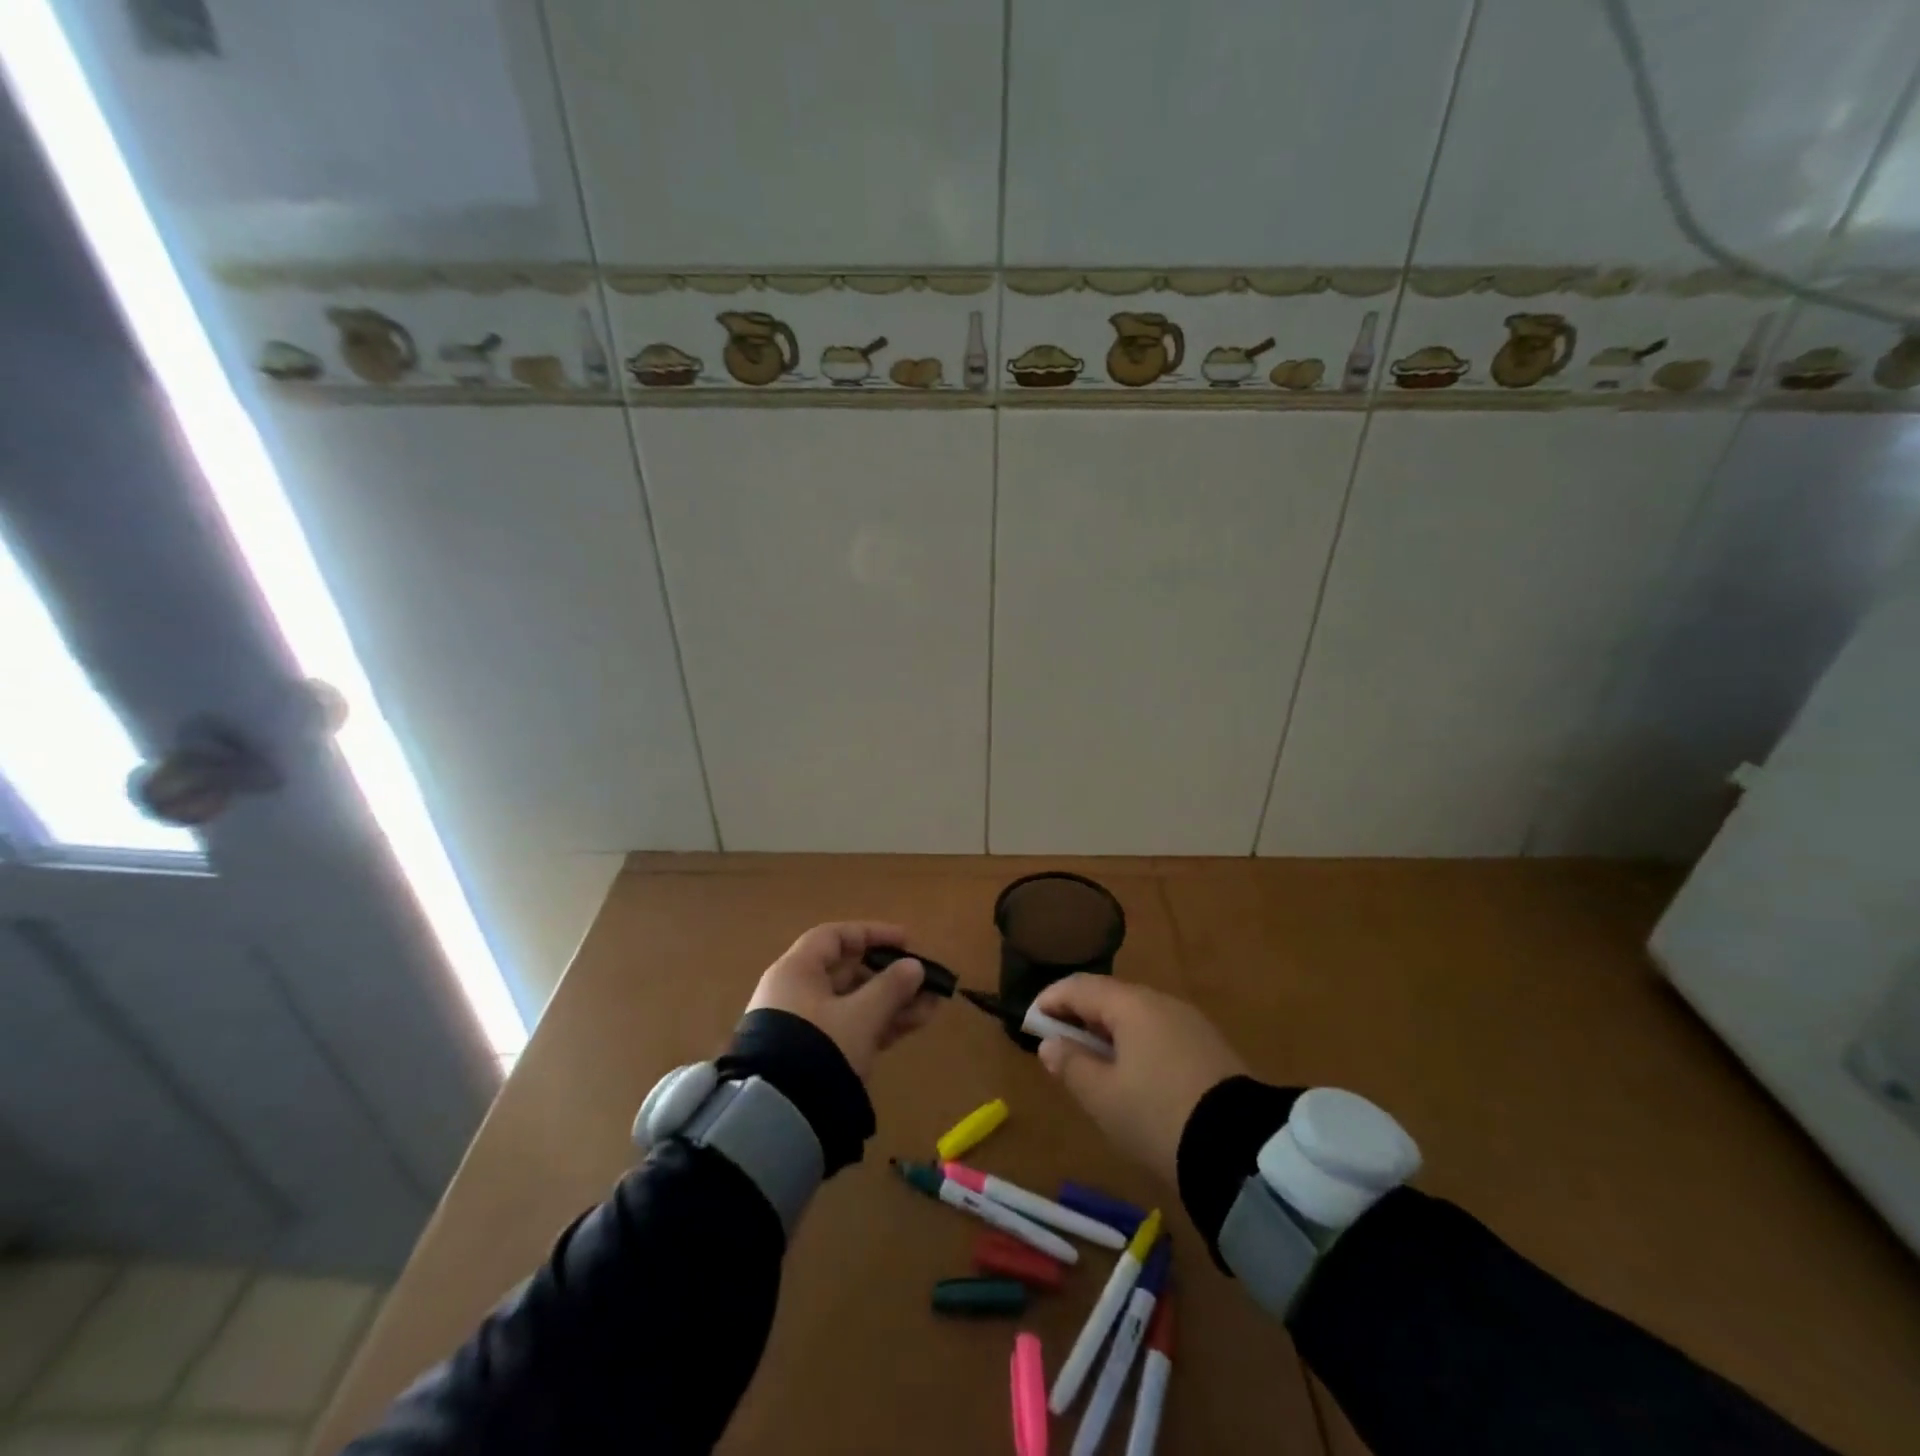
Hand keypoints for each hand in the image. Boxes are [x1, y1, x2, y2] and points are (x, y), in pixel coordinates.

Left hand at [746, 922, 938, 1079]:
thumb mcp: (861, 1015)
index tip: (906, 941)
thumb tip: (914, 966)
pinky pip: (852, 1027)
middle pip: (848, 972)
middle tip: (924, 980)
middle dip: (890, 975)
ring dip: (892, 1002)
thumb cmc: (818, 1047)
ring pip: (854, 1003)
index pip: (834, 937)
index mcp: (796, 971)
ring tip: (932, 1005)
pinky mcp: (814, 1055)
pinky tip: (915, 1024)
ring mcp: (805, 1026)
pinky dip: (880, 1023)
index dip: (871, 934)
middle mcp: (796, 993)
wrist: (778, 1117)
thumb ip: (891, 987)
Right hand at [1033, 976, 1246, 1183]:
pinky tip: (1131, 1074)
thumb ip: (1070, 1065)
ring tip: (1092, 1065)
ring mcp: (1189, 1022)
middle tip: (1058, 1046)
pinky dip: (1135, 1044)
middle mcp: (1161, 1002)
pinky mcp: (1209, 1047)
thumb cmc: (1157, 1116)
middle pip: (1109, 997)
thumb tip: (1050, 1042)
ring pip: (1136, 1016)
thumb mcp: (1102, 1097)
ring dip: (1107, 1032)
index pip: (1079, 987)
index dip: (1049, 1001)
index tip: (1030, 1024)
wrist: (1242, 1151)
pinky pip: (1159, 1033)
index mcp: (1131, 1005)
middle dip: (1079, 1017)